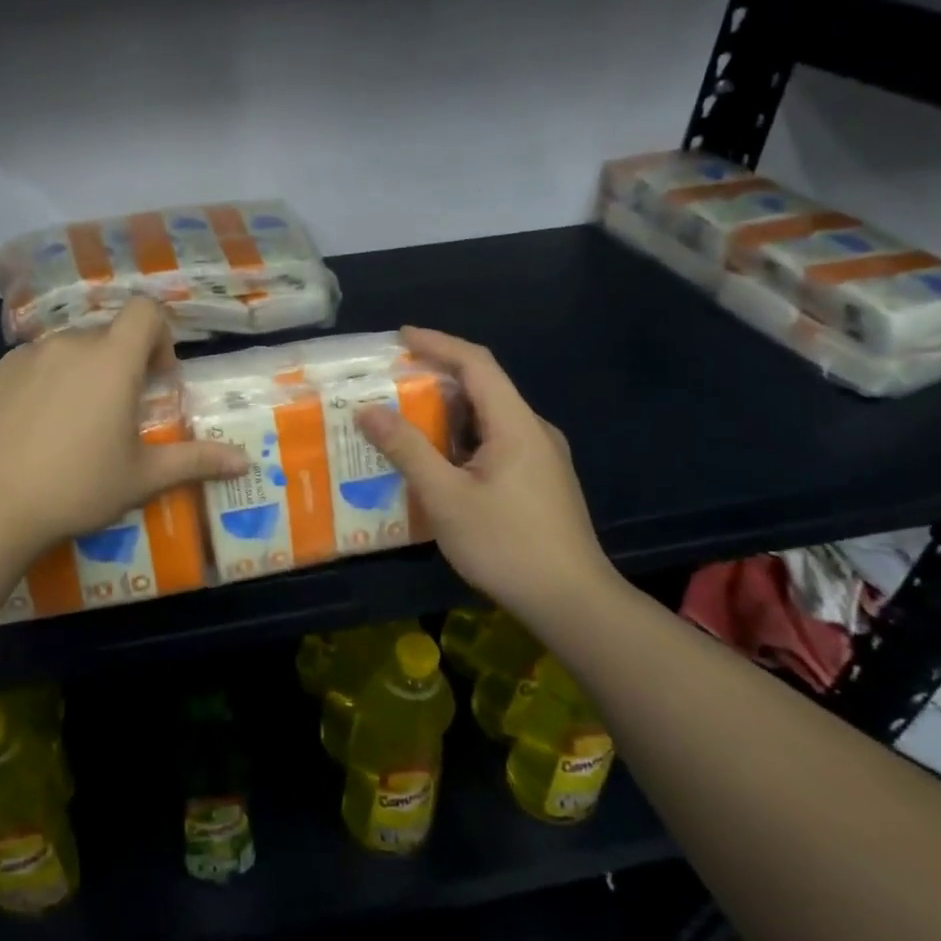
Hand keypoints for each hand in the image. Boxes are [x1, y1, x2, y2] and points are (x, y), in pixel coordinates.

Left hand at [0, 298, 247, 553]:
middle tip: (118, 413)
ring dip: (82, 372)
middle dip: (121, 362)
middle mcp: (69, 344)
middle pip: (107, 334)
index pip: (145, 310)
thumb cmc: (77, 487)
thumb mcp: (142, 477)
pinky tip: (35, 428)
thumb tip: (245, 460)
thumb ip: (195, 460)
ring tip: (74, 423)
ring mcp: (26, 356)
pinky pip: (32, 365)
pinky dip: (45, 383)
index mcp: (111, 359)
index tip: (155, 379)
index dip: (159, 336)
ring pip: (68, 350)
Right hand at [354, 327, 622, 627]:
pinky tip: (434, 461)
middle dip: (435, 377)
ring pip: (487, 418)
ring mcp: (540, 457)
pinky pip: (494, 442)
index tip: (400, 337)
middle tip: (390, 382)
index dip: (438, 343)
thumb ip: (407, 449)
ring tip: (402, 419)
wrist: (573, 603)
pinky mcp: (539, 481)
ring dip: (445, 412)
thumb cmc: (507, 544)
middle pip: (483, 387)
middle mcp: (533, 431)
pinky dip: (460, 438)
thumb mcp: (445, 497)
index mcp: (515, 424)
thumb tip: (367, 410)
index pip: (477, 363)